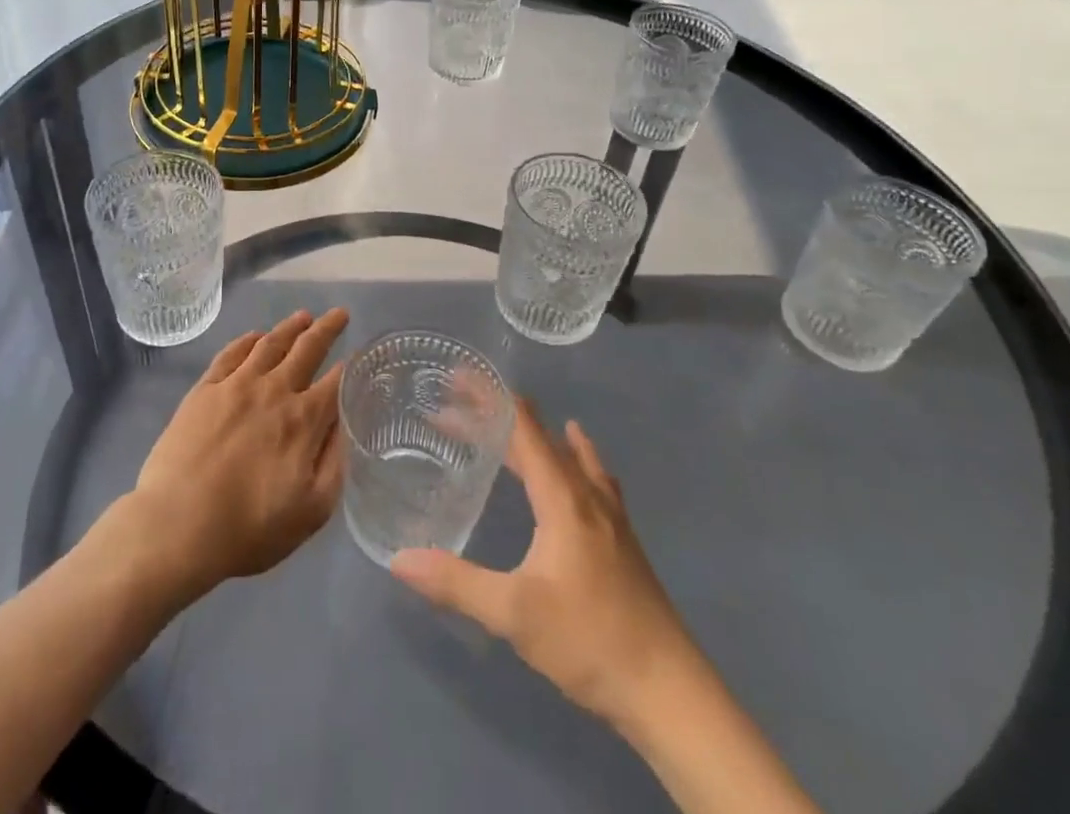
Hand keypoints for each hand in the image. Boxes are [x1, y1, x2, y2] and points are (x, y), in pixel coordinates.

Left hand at [127, 308, 348, 599]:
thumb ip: (334, 464)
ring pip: (270, 344)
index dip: (350, 368)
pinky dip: (247, 340)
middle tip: (339, 314)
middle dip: (327, 330)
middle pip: (307, 349)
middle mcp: (274, 391)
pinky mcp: (204, 389)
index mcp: (304, 420)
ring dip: (290, 327)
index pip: (335, 383)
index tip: (359, 356)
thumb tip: (344, 426)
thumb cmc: (249, 528)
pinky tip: (255, 337)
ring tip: (303, 316)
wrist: (177, 524)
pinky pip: (230, 353)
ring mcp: (236, 385)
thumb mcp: (311, 511)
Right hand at [391, 400, 687, 727]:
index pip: (522, 428)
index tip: (457, 376)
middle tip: (456, 408)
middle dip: (497, 418)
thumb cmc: (590, 642)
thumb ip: (457, 582)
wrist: (670, 693)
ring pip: (567, 454)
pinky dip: (572, 456)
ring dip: (532, 437)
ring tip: (504, 427)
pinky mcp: (621, 539)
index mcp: (562, 497)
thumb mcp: (514, 614)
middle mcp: (587, 493)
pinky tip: (577, 461)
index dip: (489, 398)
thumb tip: (399, 559)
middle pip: (539, 437)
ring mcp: (610, 515)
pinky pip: (591, 475)